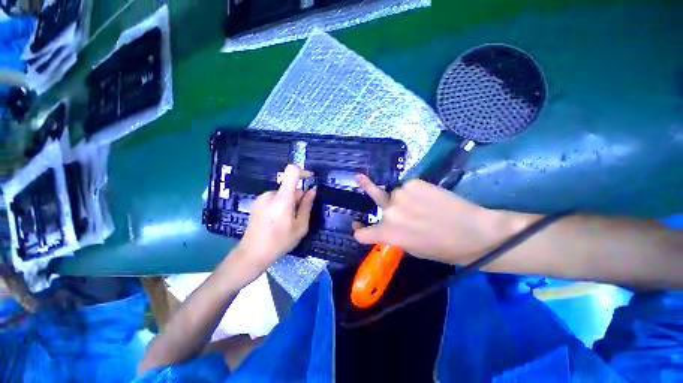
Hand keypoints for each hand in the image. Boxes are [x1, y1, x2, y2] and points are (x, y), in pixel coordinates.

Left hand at [235, 165, 315, 272]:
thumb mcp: (300, 226)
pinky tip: (277, 222)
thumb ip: (306, 206)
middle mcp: (270, 194)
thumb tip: (312, 190)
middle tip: (298, 217)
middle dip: (298, 198)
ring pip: (283, 195)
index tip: (311, 179)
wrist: (252, 254)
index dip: (303, 172)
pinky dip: (281, 206)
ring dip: (289, 203)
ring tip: (287, 222)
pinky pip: (274, 199)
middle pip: (290, 188)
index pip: (291, 171)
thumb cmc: (279, 241)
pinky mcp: (257, 204)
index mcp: (282, 198)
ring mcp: (262, 198)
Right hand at [353, 175, 527, 264]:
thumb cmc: (442, 248)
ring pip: (394, 194)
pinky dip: (413, 192)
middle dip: (388, 208)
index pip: (361, 233)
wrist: (473, 232)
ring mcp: (400, 194)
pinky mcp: (413, 182)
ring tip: (423, 205)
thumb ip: (393, 236)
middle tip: (405, 211)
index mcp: (388, 233)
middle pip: (378, 204)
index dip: (360, 230)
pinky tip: (429, 198)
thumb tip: (384, 227)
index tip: (358, 225)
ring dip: (402, 199)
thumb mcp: (411, 248)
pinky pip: (407, 187)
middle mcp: (389, 211)